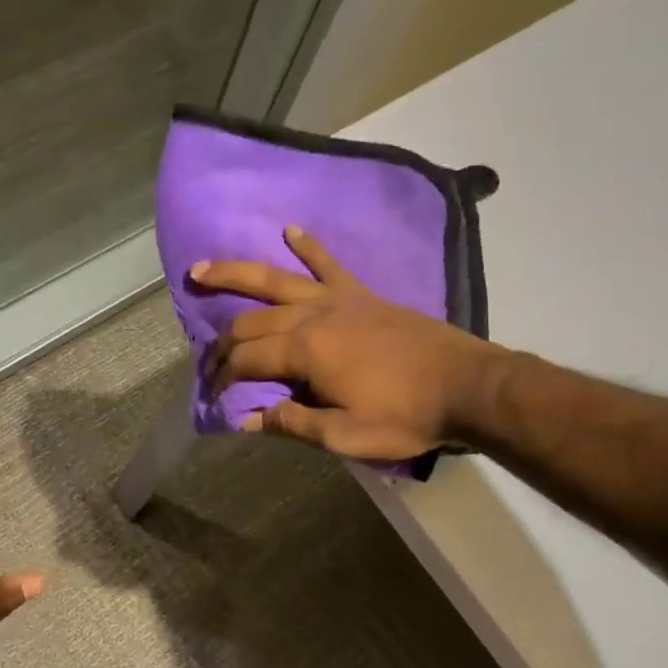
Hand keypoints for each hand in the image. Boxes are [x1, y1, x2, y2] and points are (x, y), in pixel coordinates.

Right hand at [191, 226, 501, 459]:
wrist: (466, 386)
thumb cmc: (405, 417)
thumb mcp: (344, 436)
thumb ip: (292, 423)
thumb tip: (247, 419)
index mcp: (305, 351)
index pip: (246, 360)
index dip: (223, 378)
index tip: (212, 397)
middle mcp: (313, 315)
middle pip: (251, 320)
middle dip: (221, 340)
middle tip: (205, 359)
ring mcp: (338, 299)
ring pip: (276, 280)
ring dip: (236, 272)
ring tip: (201, 269)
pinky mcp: (362, 294)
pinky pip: (329, 263)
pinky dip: (309, 246)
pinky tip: (290, 230)